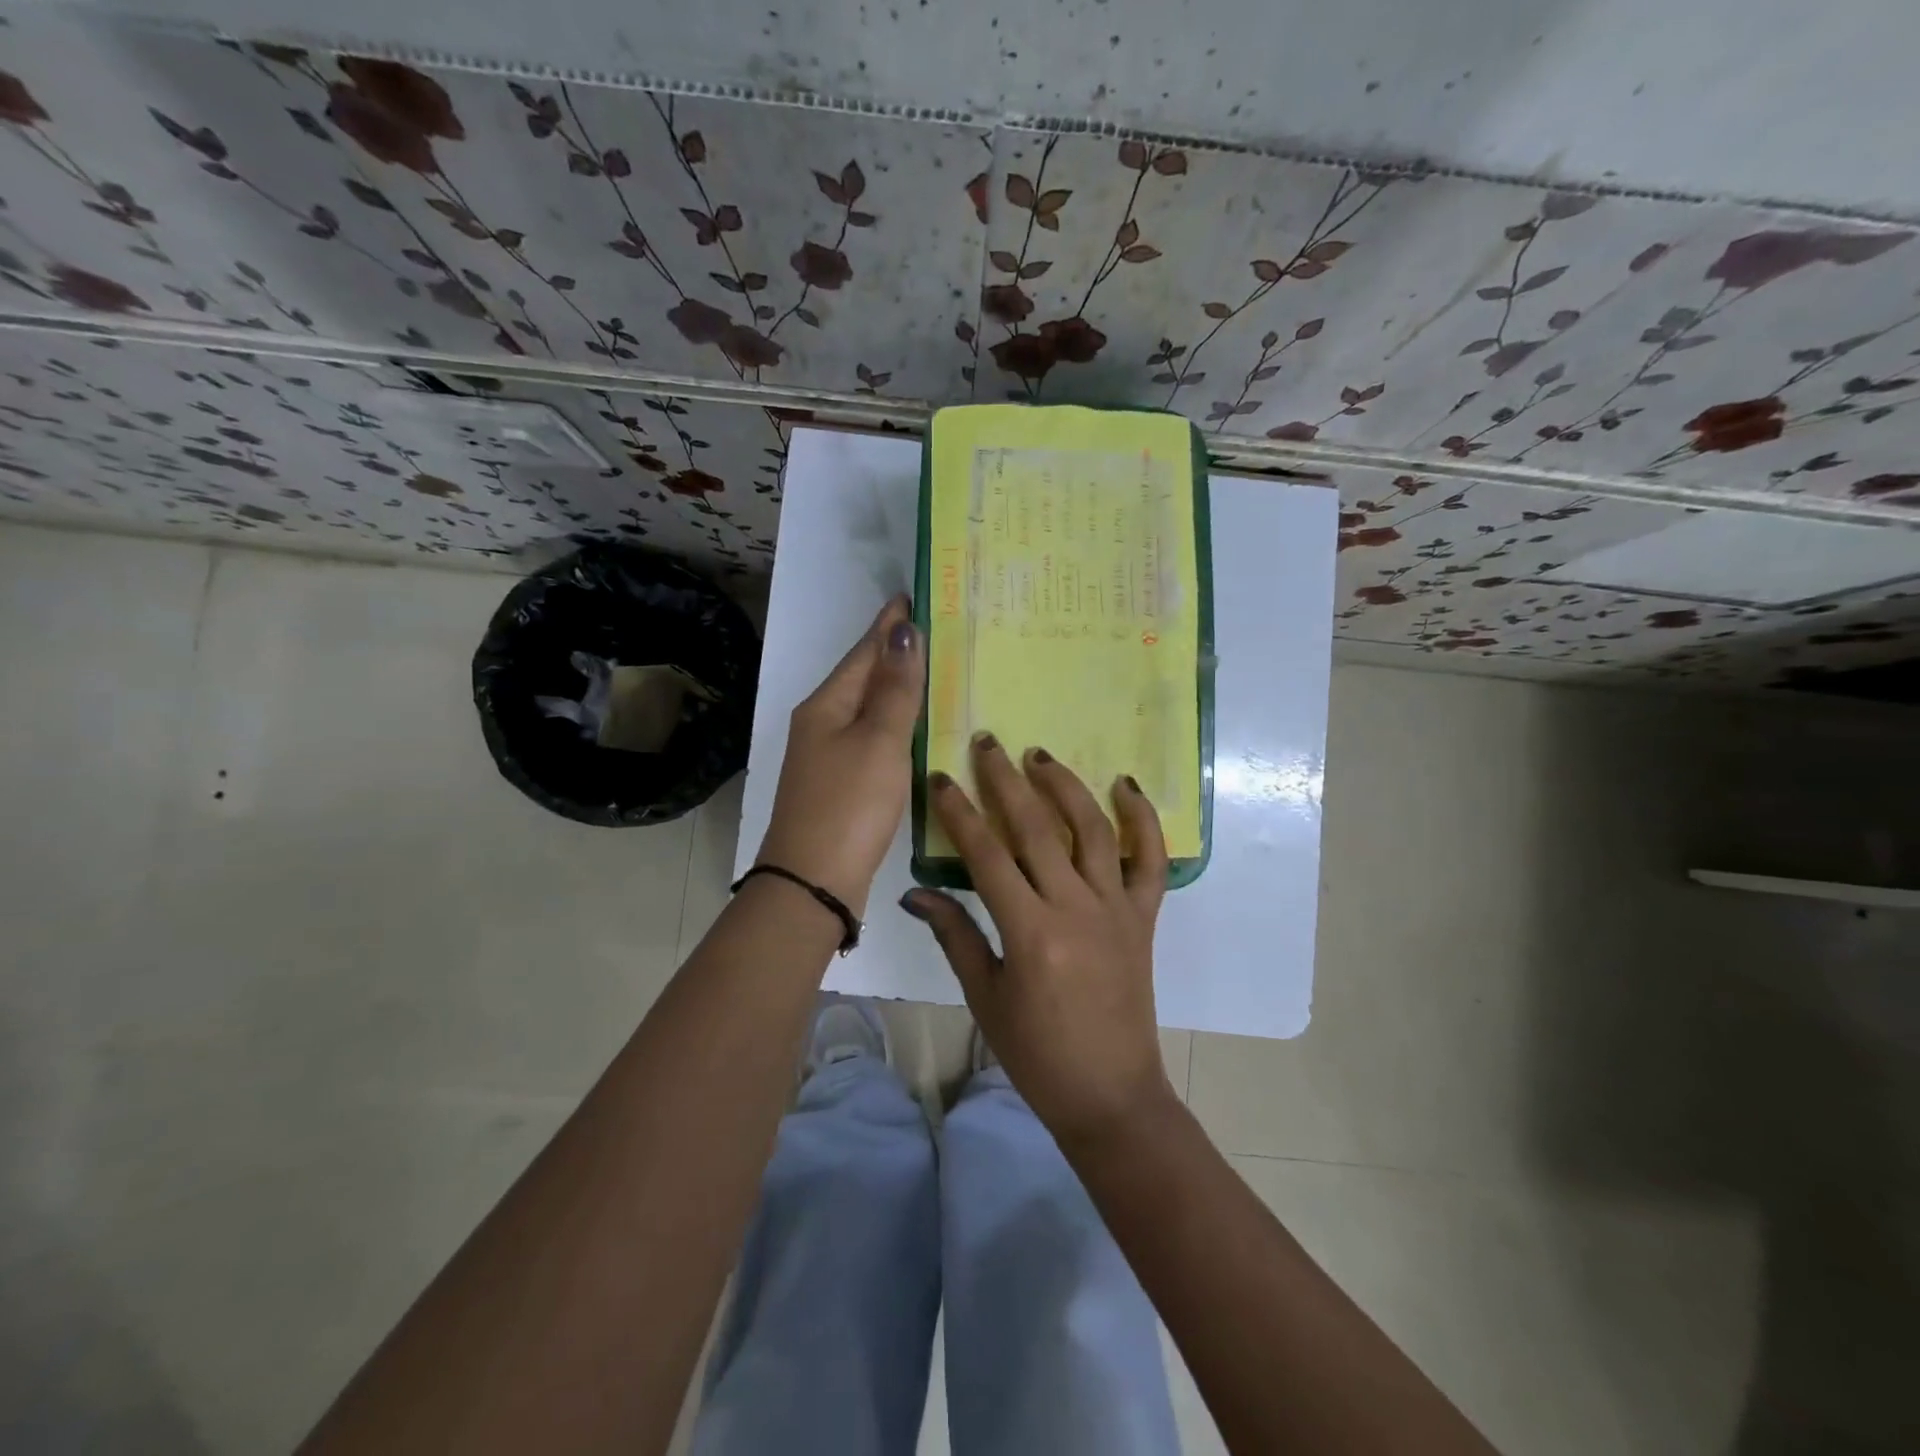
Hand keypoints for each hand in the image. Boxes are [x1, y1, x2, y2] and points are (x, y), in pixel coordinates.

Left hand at [755, 596, 922, 917]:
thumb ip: (896, 689)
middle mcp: (822, 723)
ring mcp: (829, 755)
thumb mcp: (879, 741)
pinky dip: (896, 725)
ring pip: (868, 709)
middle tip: (936, 630)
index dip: (889, 624)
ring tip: (934, 670)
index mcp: (826, 704)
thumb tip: (904, 630)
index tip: (913, 596)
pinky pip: (873, 738)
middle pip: (863, 677)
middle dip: (895, 652)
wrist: (813, 882)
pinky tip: (918, 728)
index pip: (864, 651)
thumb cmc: (849, 805)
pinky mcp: (842, 784)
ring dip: (897, 688)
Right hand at [902, 735, 1175, 1143]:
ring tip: (1039, 755)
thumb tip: (914, 893)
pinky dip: (1143, 820)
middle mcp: (1075, 908)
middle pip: (1037, 828)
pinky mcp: (1144, 917)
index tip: (941, 779)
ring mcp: (1116, 909)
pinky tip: (1125, 785)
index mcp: (1030, 932)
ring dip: (1065, 786)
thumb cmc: (1037, 1054)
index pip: (987, 855)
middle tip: (987, 743)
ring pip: (1092, 830)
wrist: (1110, 1094)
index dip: (960, 813)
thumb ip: (954, 935)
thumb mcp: (984, 996)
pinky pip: (1150, 860)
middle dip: (1006, 780)